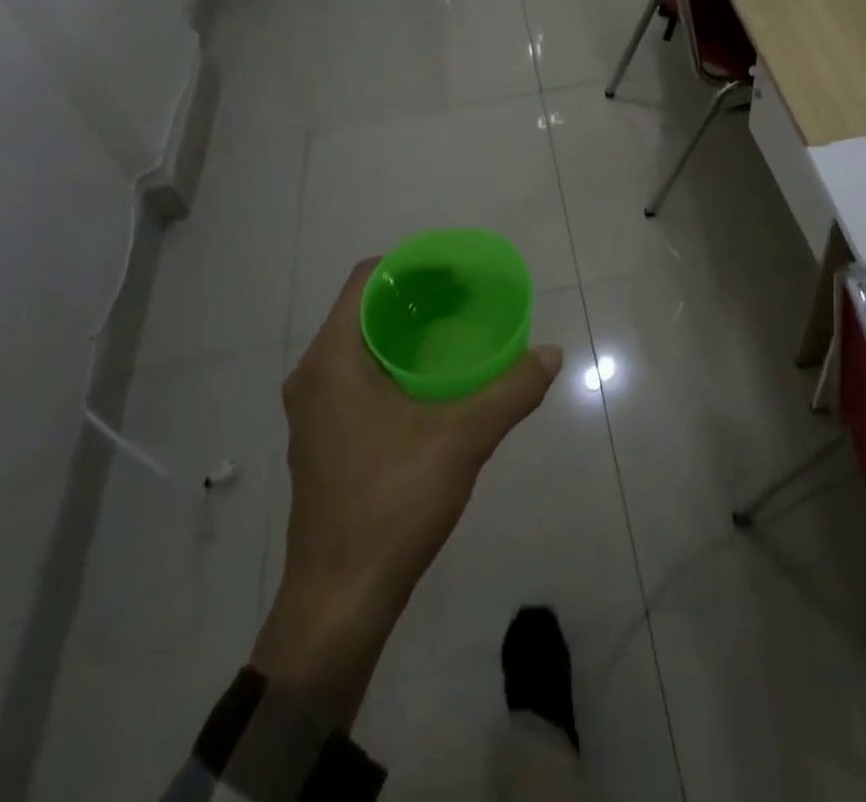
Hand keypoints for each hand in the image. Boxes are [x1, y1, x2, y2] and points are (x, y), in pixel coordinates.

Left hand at [252, 259, 562, 723]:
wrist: (339, 602)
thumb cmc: (391, 504)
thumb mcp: (462, 440)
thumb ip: (511, 391)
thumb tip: (551, 354)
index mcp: (332, 360)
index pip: (366, 279)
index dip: (412, 264)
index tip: (457, 270)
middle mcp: (314, 376)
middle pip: (365, 309)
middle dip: (417, 295)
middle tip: (467, 296)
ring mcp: (314, 411)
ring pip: (361, 345)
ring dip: (407, 330)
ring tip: (457, 330)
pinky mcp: (324, 439)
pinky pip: (359, 376)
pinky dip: (396, 362)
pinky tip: (435, 382)